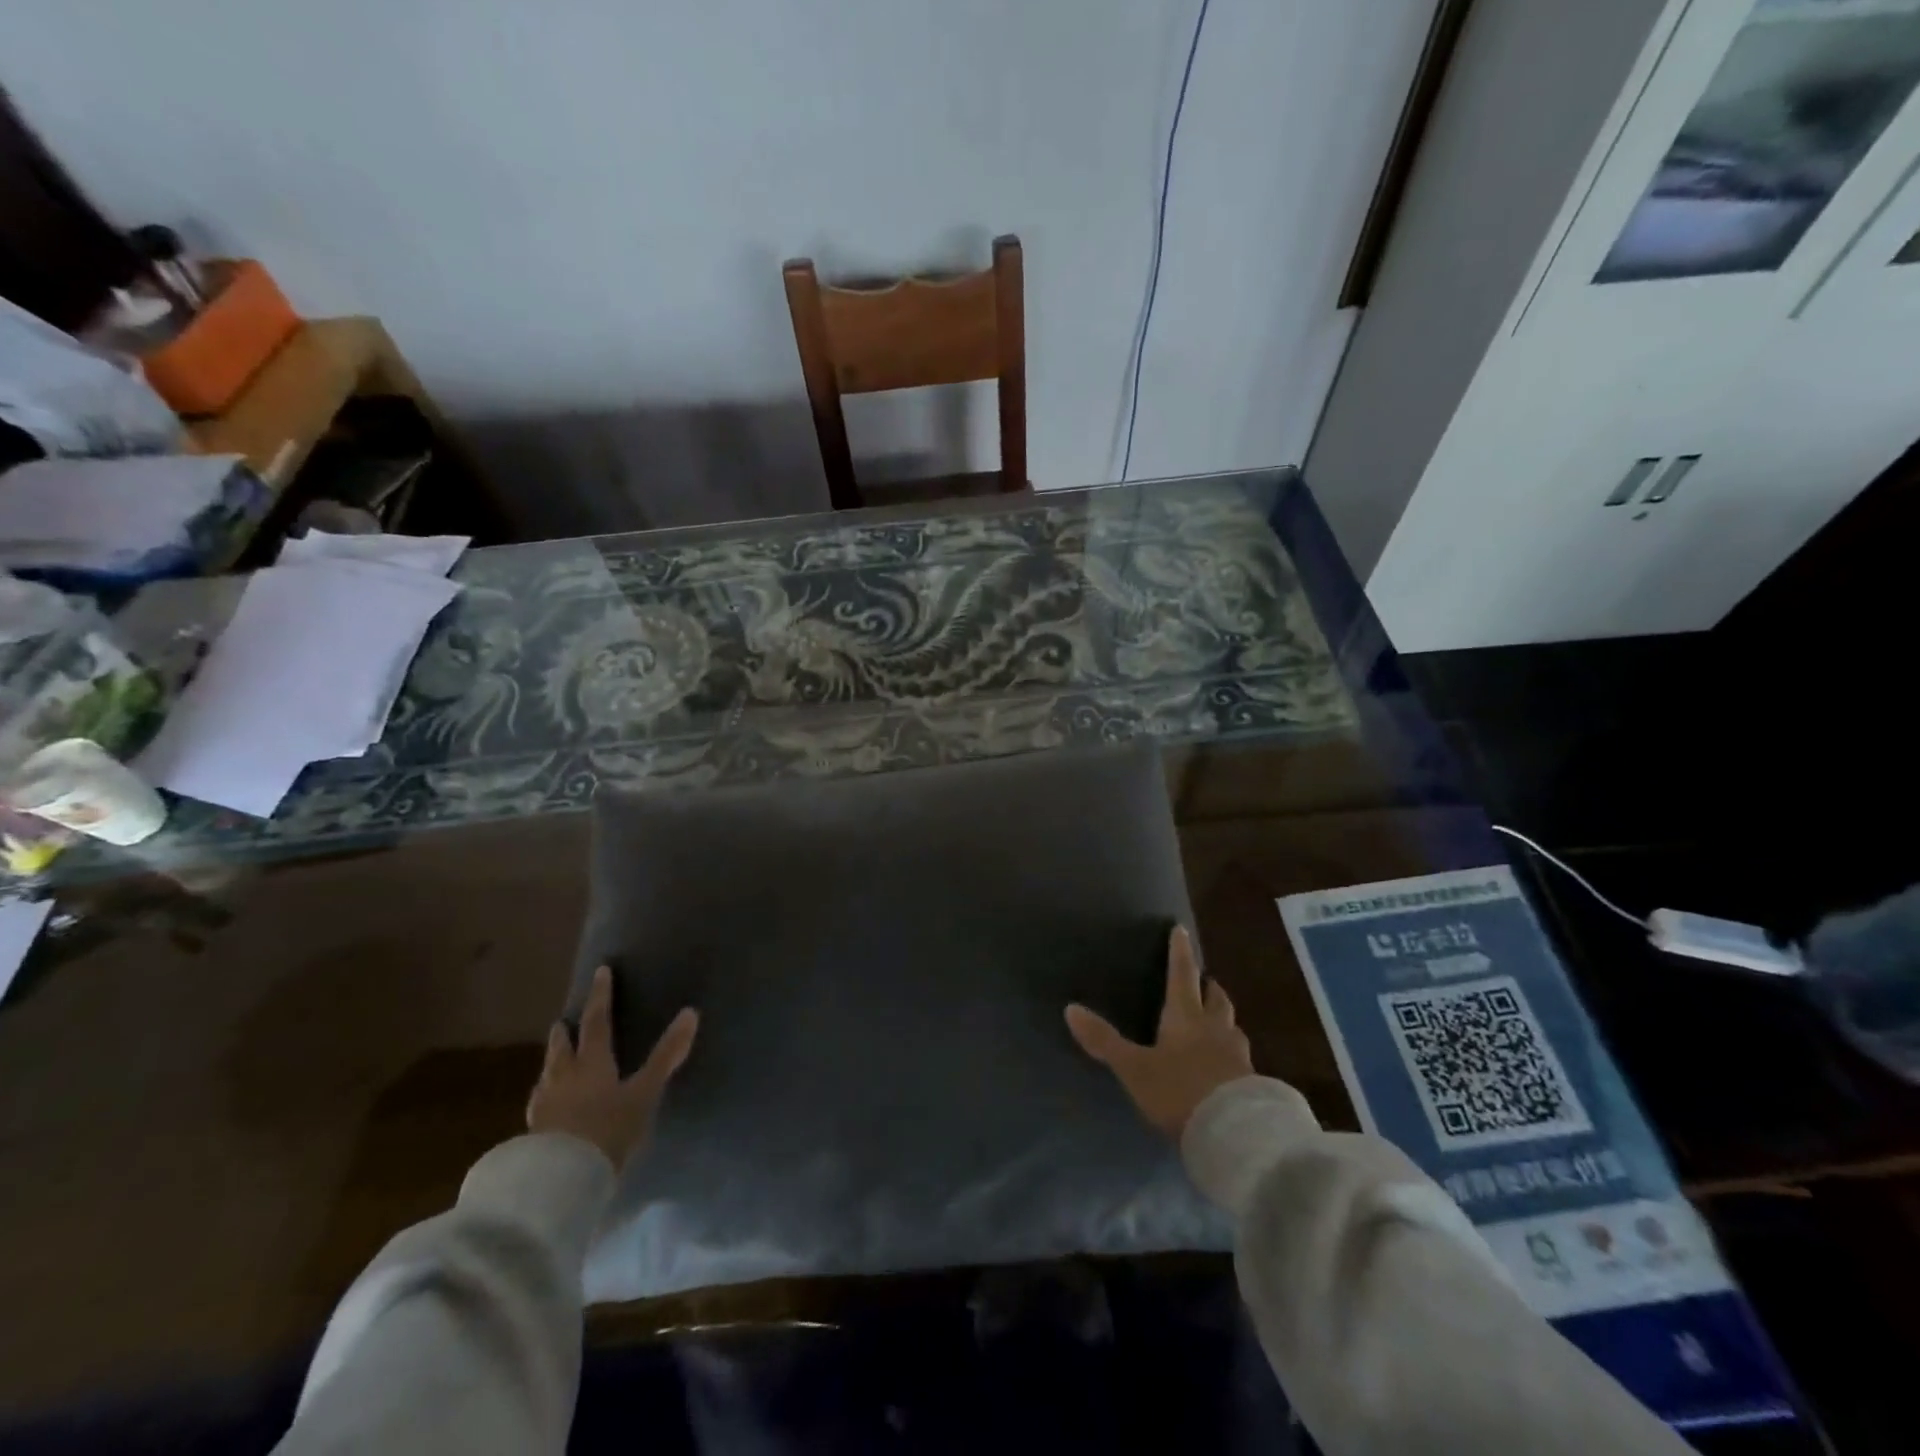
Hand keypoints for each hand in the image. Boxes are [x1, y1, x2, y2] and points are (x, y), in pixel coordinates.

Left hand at [526, 965, 698, 1171]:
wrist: (560, 1182)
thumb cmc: (608, 1130)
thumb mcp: (644, 1092)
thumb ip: (666, 1055)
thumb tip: (690, 1013)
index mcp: (592, 1063)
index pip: (596, 1021)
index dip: (601, 996)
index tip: (600, 972)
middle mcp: (563, 1077)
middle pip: (562, 1047)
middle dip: (565, 1032)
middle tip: (564, 1020)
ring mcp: (544, 1106)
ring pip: (547, 1075)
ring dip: (553, 1062)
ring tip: (555, 1060)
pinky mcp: (534, 1134)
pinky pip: (540, 1104)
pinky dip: (546, 1095)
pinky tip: (547, 1106)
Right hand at [1066, 926, 1251, 1139]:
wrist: (1235, 1133)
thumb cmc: (1179, 1090)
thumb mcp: (1134, 1067)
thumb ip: (1104, 1040)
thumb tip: (1070, 1008)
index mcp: (1186, 1016)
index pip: (1182, 974)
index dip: (1180, 952)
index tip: (1181, 929)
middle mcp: (1215, 1028)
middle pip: (1216, 998)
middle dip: (1208, 986)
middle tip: (1204, 980)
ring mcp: (1237, 1055)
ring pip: (1231, 1026)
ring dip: (1223, 1018)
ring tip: (1216, 1021)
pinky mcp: (1251, 1082)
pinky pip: (1240, 1057)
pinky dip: (1231, 1052)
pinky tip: (1226, 1064)